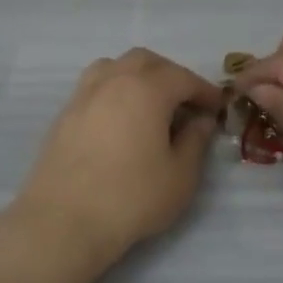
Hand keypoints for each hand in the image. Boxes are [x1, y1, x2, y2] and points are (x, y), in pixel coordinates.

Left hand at [12, 48, 224, 266]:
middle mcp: (113, 80)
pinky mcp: (64, 114)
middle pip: (146, 61)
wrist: (64, 220)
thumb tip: (201, 120)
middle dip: (170, 75)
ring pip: (114, 67)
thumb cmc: (132, 197)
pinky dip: (114, 91)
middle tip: (185, 103)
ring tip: (149, 104)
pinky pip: (94, 87)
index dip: (204, 90)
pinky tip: (120, 120)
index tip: (218, 107)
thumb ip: (195, 141)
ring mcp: (83, 95)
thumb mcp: (180, 175)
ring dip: (137, 76)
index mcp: (146, 89)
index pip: (183, 77)